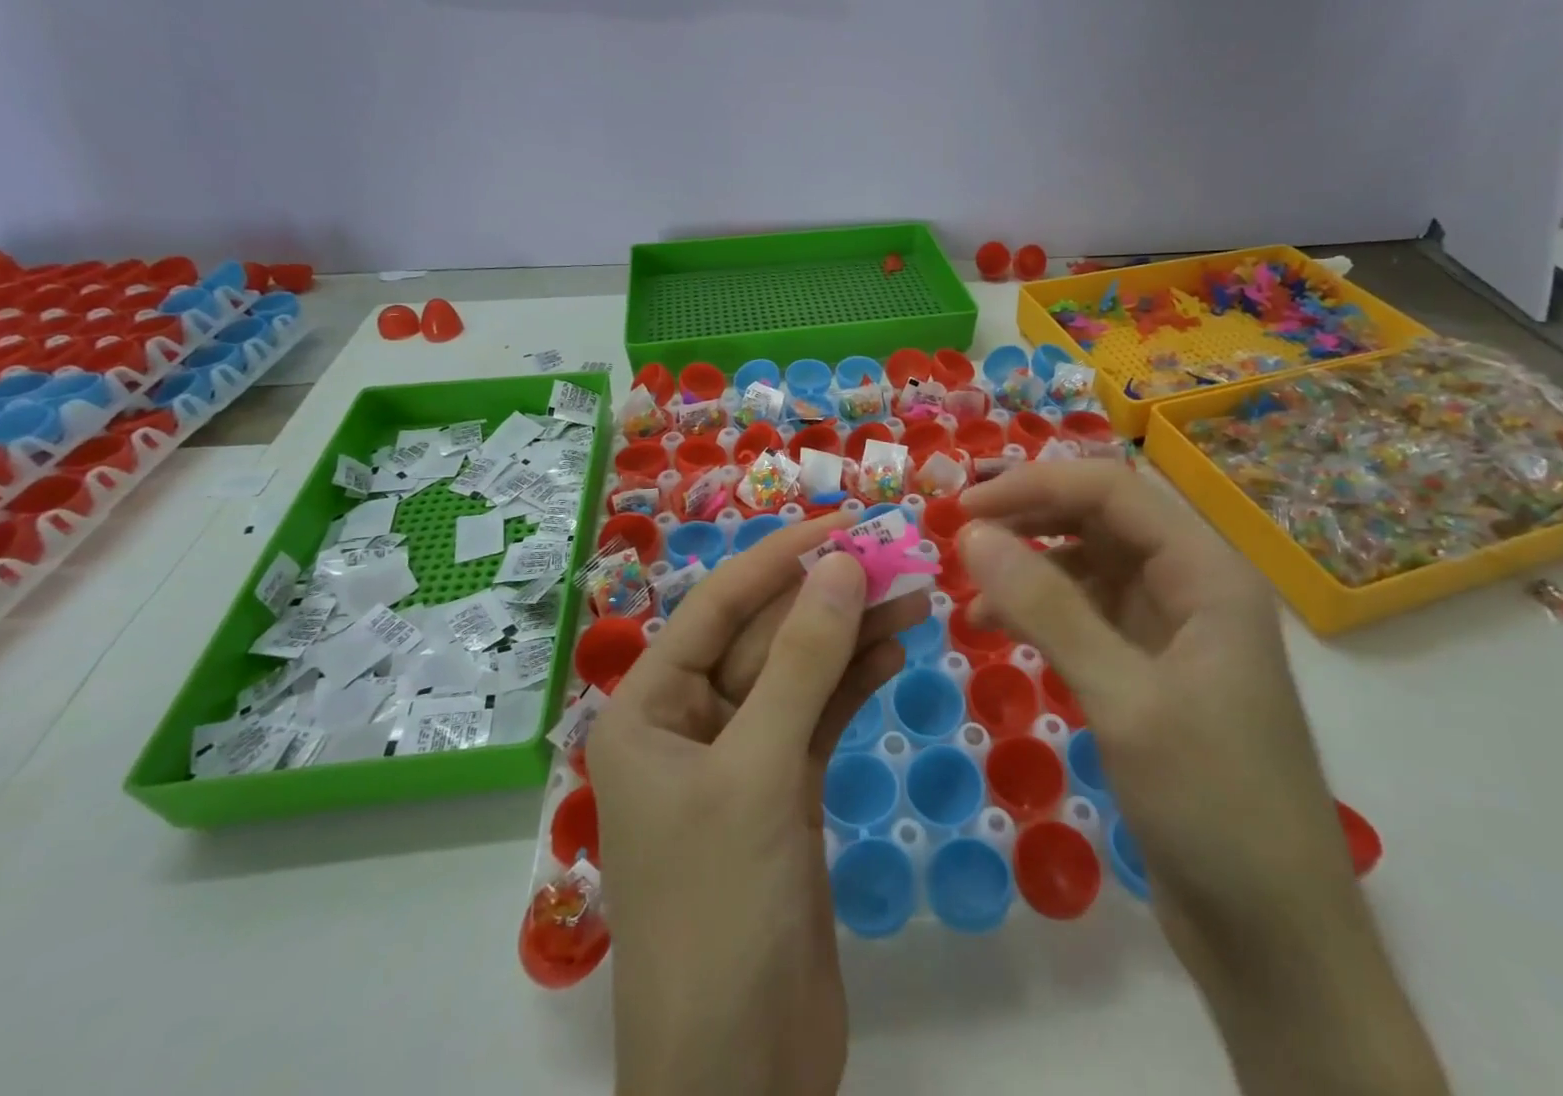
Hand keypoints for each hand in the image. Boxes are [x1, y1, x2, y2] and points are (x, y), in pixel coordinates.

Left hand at [588, 513, 926, 1095]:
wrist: (741, 1078)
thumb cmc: (719, 912)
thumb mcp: (757, 772)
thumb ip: (802, 664)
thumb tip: (840, 564)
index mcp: (648, 708)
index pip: (718, 607)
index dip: (780, 558)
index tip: (844, 522)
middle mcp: (688, 721)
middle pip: (766, 637)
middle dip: (828, 596)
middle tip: (896, 553)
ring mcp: (740, 756)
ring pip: (800, 673)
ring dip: (852, 633)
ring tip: (913, 592)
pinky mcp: (782, 790)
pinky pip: (819, 715)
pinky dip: (855, 681)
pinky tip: (895, 648)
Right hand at [957, 462, 1446, 1095]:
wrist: (1275, 938)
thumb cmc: (1213, 805)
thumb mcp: (1124, 698)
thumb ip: (1047, 608)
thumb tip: (972, 533)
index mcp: (1208, 573)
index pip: (1112, 491)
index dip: (1035, 486)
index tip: (965, 509)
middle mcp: (1192, 585)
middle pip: (1101, 519)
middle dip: (1029, 518)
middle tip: (959, 535)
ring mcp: (1172, 628)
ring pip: (1090, 565)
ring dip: (1030, 565)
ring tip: (972, 586)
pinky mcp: (1151, 669)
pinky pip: (1087, 614)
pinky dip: (1041, 611)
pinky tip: (998, 627)